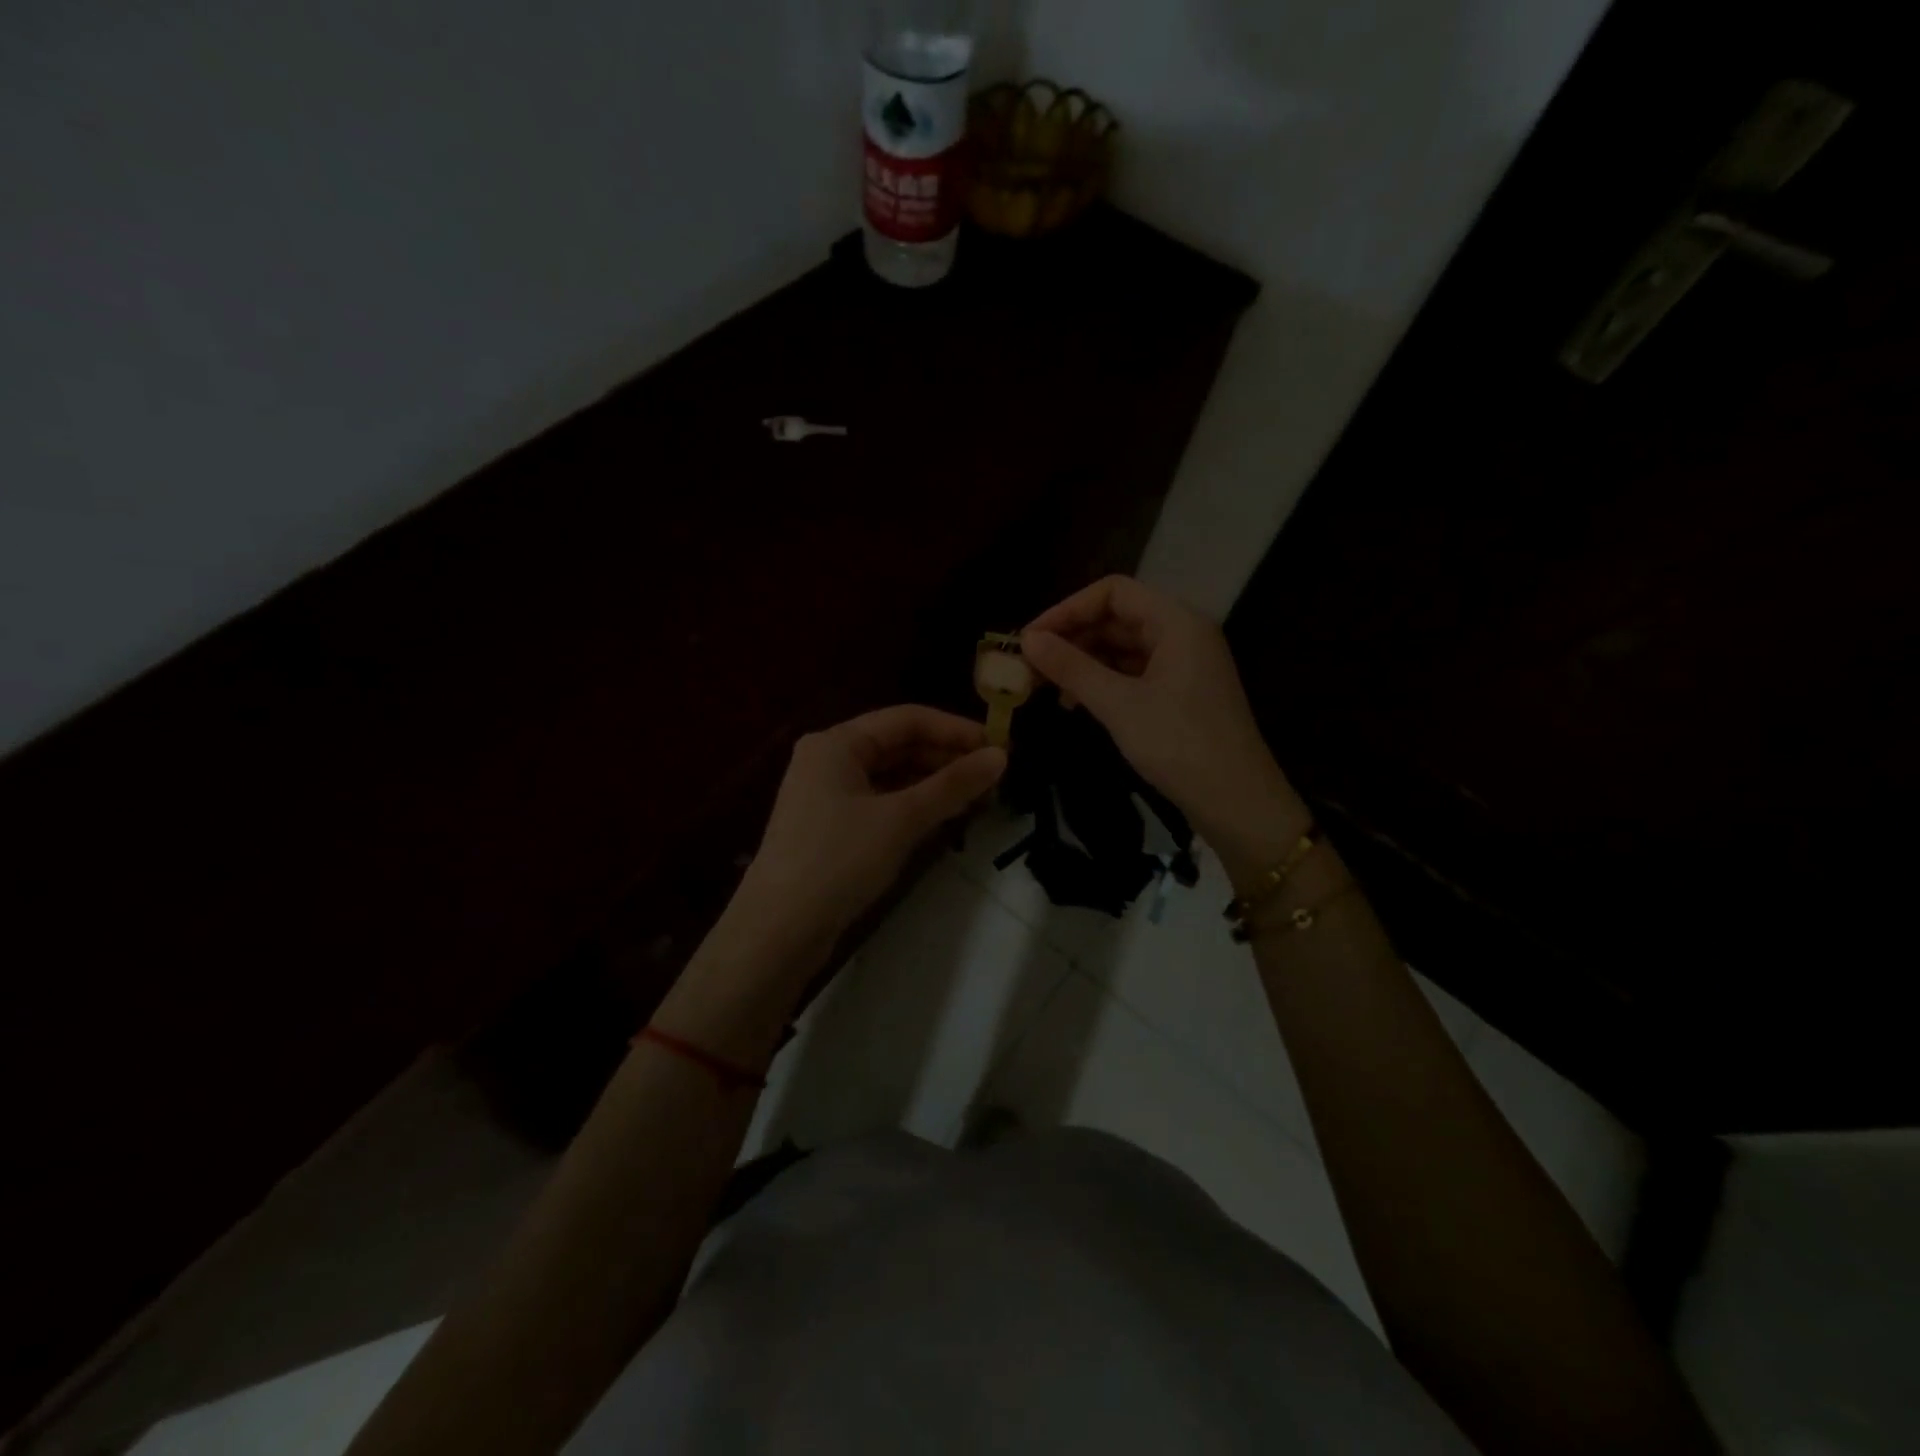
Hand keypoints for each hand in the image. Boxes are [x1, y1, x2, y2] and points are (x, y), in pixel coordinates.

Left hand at [730, 705, 1005, 958]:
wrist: (778, 931)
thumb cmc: (838, 861)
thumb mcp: (901, 818)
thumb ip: (952, 785)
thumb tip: (1001, 756)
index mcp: (836, 743)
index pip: (906, 719)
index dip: (955, 729)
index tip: (1000, 747)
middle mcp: (829, 759)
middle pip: (899, 745)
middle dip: (947, 758)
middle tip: (995, 777)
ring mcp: (828, 794)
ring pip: (892, 776)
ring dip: (934, 783)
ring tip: (979, 798)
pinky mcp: (832, 826)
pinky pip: (882, 801)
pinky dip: (914, 805)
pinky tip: (945, 817)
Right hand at [1022, 576, 1302, 858]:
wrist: (1237, 803)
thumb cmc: (1179, 745)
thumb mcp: (1119, 704)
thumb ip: (1072, 667)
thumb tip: (1028, 640)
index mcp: (1177, 622)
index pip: (1113, 592)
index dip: (1068, 609)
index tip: (1030, 638)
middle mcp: (1183, 634)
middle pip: (1117, 618)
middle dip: (1072, 638)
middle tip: (1030, 666)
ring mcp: (1183, 665)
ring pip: (1123, 648)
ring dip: (1083, 662)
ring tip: (1045, 686)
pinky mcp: (1180, 694)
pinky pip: (1133, 673)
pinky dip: (1102, 682)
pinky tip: (1075, 703)